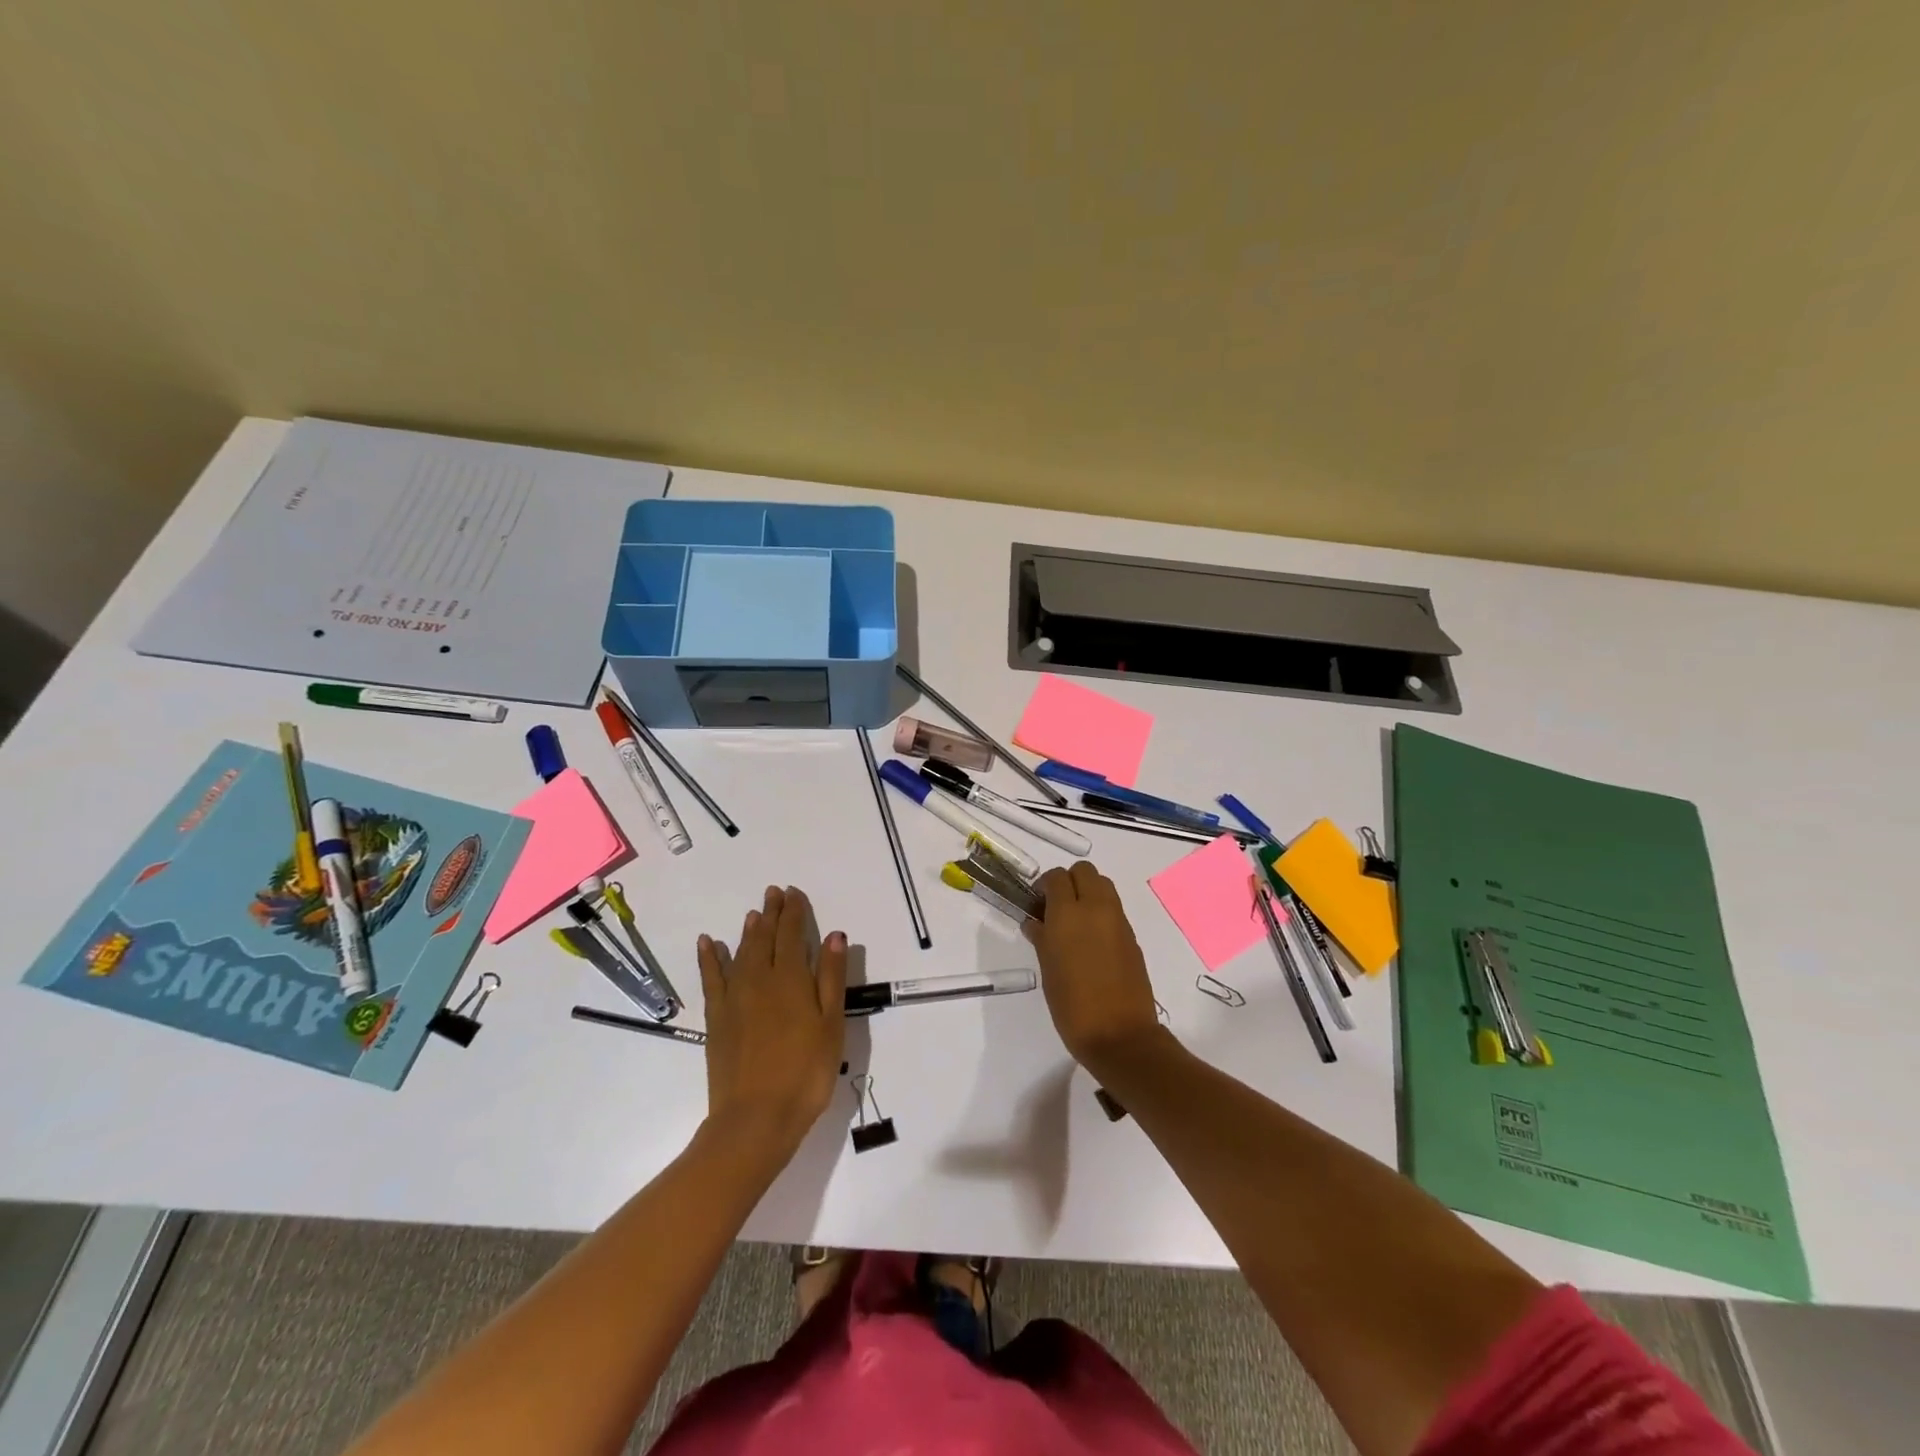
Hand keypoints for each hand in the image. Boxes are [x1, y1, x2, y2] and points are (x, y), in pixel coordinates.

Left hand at [697, 886, 847, 1161]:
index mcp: (791, 980)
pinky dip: (709, 958)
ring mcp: (734, 999)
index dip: (794, 911)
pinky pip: (711, 979)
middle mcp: (760, 980)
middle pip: (765, 937)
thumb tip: (833, 935)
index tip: (794, 893)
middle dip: (771, 913)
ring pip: (740, 953)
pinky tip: (707, 943)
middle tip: (773, 893)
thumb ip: (831, 978)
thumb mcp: (831, 1026)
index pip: (792, 934)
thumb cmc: (805, 1074)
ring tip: (753, 914)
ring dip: (748, 931)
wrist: (755, 1119)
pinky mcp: (716, 1019)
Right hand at [1026, 862, 1164, 1071]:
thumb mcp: (1048, 971)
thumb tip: (1035, 922)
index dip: (1044, 886)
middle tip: (1056, 907)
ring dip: (1087, 892)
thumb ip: (1041, 938)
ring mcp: (1118, 921)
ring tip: (1074, 922)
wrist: (1120, 1036)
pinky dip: (1101, 912)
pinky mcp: (1132, 936)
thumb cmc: (1073, 1006)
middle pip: (1084, 872)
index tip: (1037, 903)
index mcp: (1068, 914)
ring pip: (1103, 885)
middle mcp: (1095, 909)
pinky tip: (1091, 940)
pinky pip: (1114, 909)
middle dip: (1068, 882)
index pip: (1056, 877)